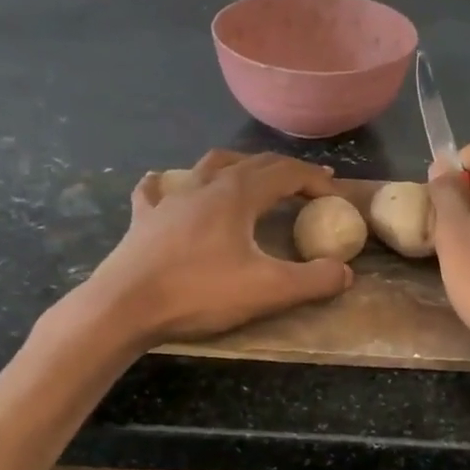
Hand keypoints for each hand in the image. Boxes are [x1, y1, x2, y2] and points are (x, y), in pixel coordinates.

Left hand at [77, 150, 352, 346]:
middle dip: (284, 170)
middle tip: (305, 184)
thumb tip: (345, 273)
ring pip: (208, 166)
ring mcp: (171, 199)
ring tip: (249, 176)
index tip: (334, 196)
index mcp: (238, 194)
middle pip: (252, 163)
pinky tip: (164, 184)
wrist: (125, 305)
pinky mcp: (144, 219)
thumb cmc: (199, 292)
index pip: (286, 173)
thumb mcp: (268, 291)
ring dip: (236, 166)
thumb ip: (313, 280)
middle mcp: (205, 185)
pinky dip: (168, 184)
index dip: (315, 180)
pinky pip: (157, 191)